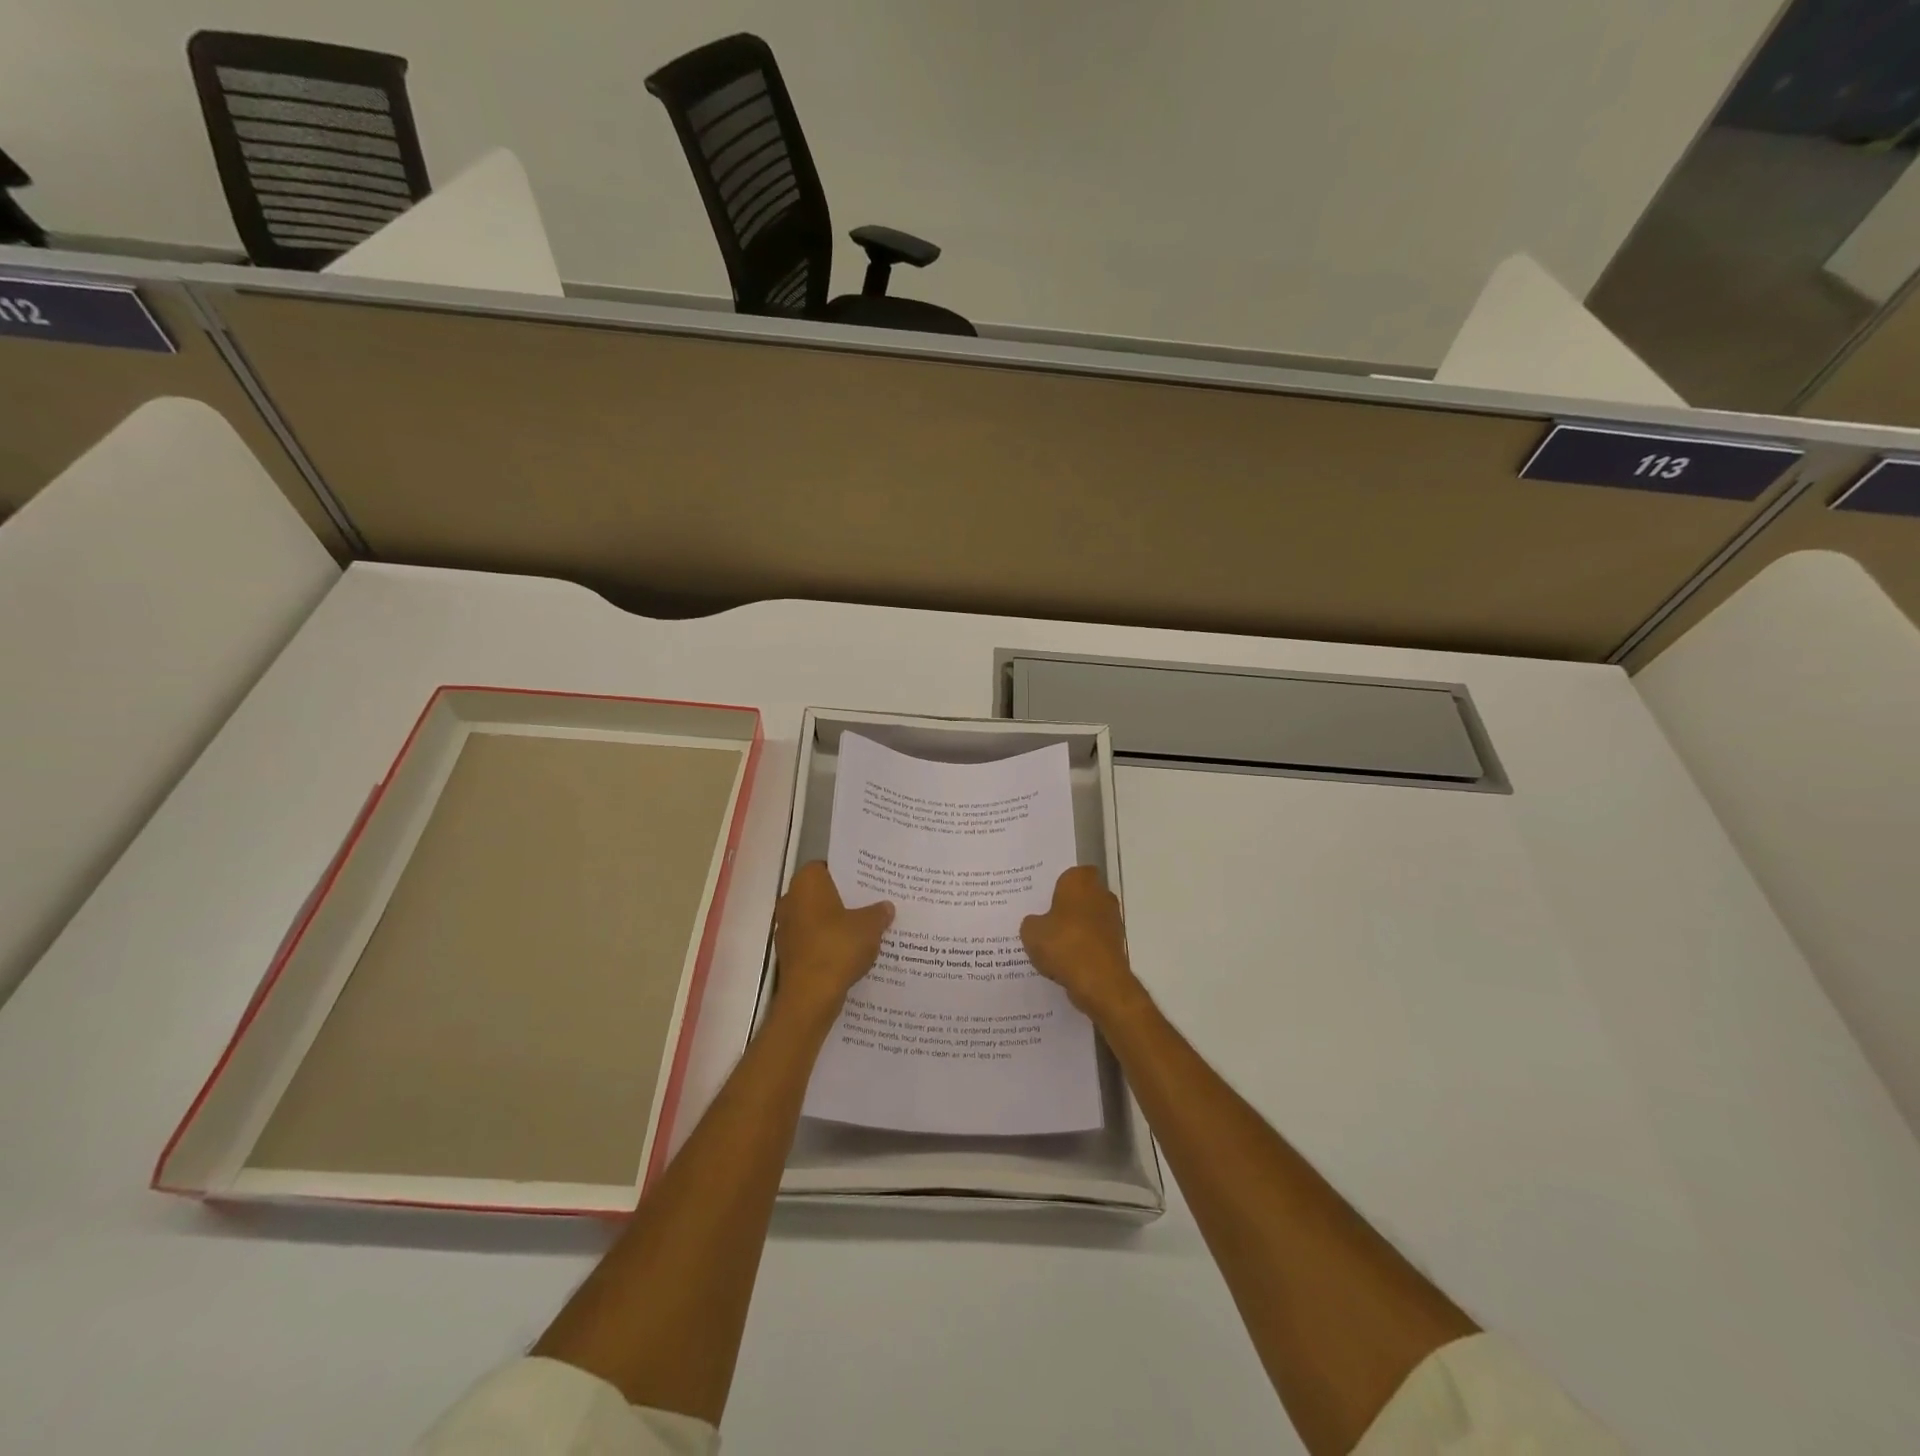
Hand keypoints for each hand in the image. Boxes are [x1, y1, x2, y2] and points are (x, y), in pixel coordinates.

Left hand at [773, 863, 892, 1021]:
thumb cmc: (838, 947)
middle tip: (873, 903)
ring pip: (818, 918)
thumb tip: (886, 907)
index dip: (849, 873)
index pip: (828, 867)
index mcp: (807, 883)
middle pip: (823, 893)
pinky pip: (814, 940)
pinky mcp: (789, 953)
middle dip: (846, 899)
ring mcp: (786, 928)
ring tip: (868, 928)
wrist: (810, 997)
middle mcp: (791, 900)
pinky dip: (830, 943)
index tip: (869, 882)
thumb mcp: (870, 926)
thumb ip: (879, 912)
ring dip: (837, 923)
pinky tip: (853, 951)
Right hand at [1020, 867, 1149, 1021]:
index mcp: (1080, 881)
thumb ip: (1032, 922)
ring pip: (1088, 919)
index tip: (1042, 898)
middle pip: (1081, 896)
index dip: (1057, 885)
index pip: (1070, 873)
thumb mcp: (1031, 932)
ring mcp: (1112, 920)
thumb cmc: (1064, 944)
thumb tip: (1037, 923)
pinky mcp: (1116, 944)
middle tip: (1043, 919)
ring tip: (1051, 944)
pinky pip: (1093, 940)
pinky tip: (1064, 961)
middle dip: (1066, 906)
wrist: (1099, 982)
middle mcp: (1101, 895)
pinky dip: (1082, 948)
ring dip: (1075, 929)